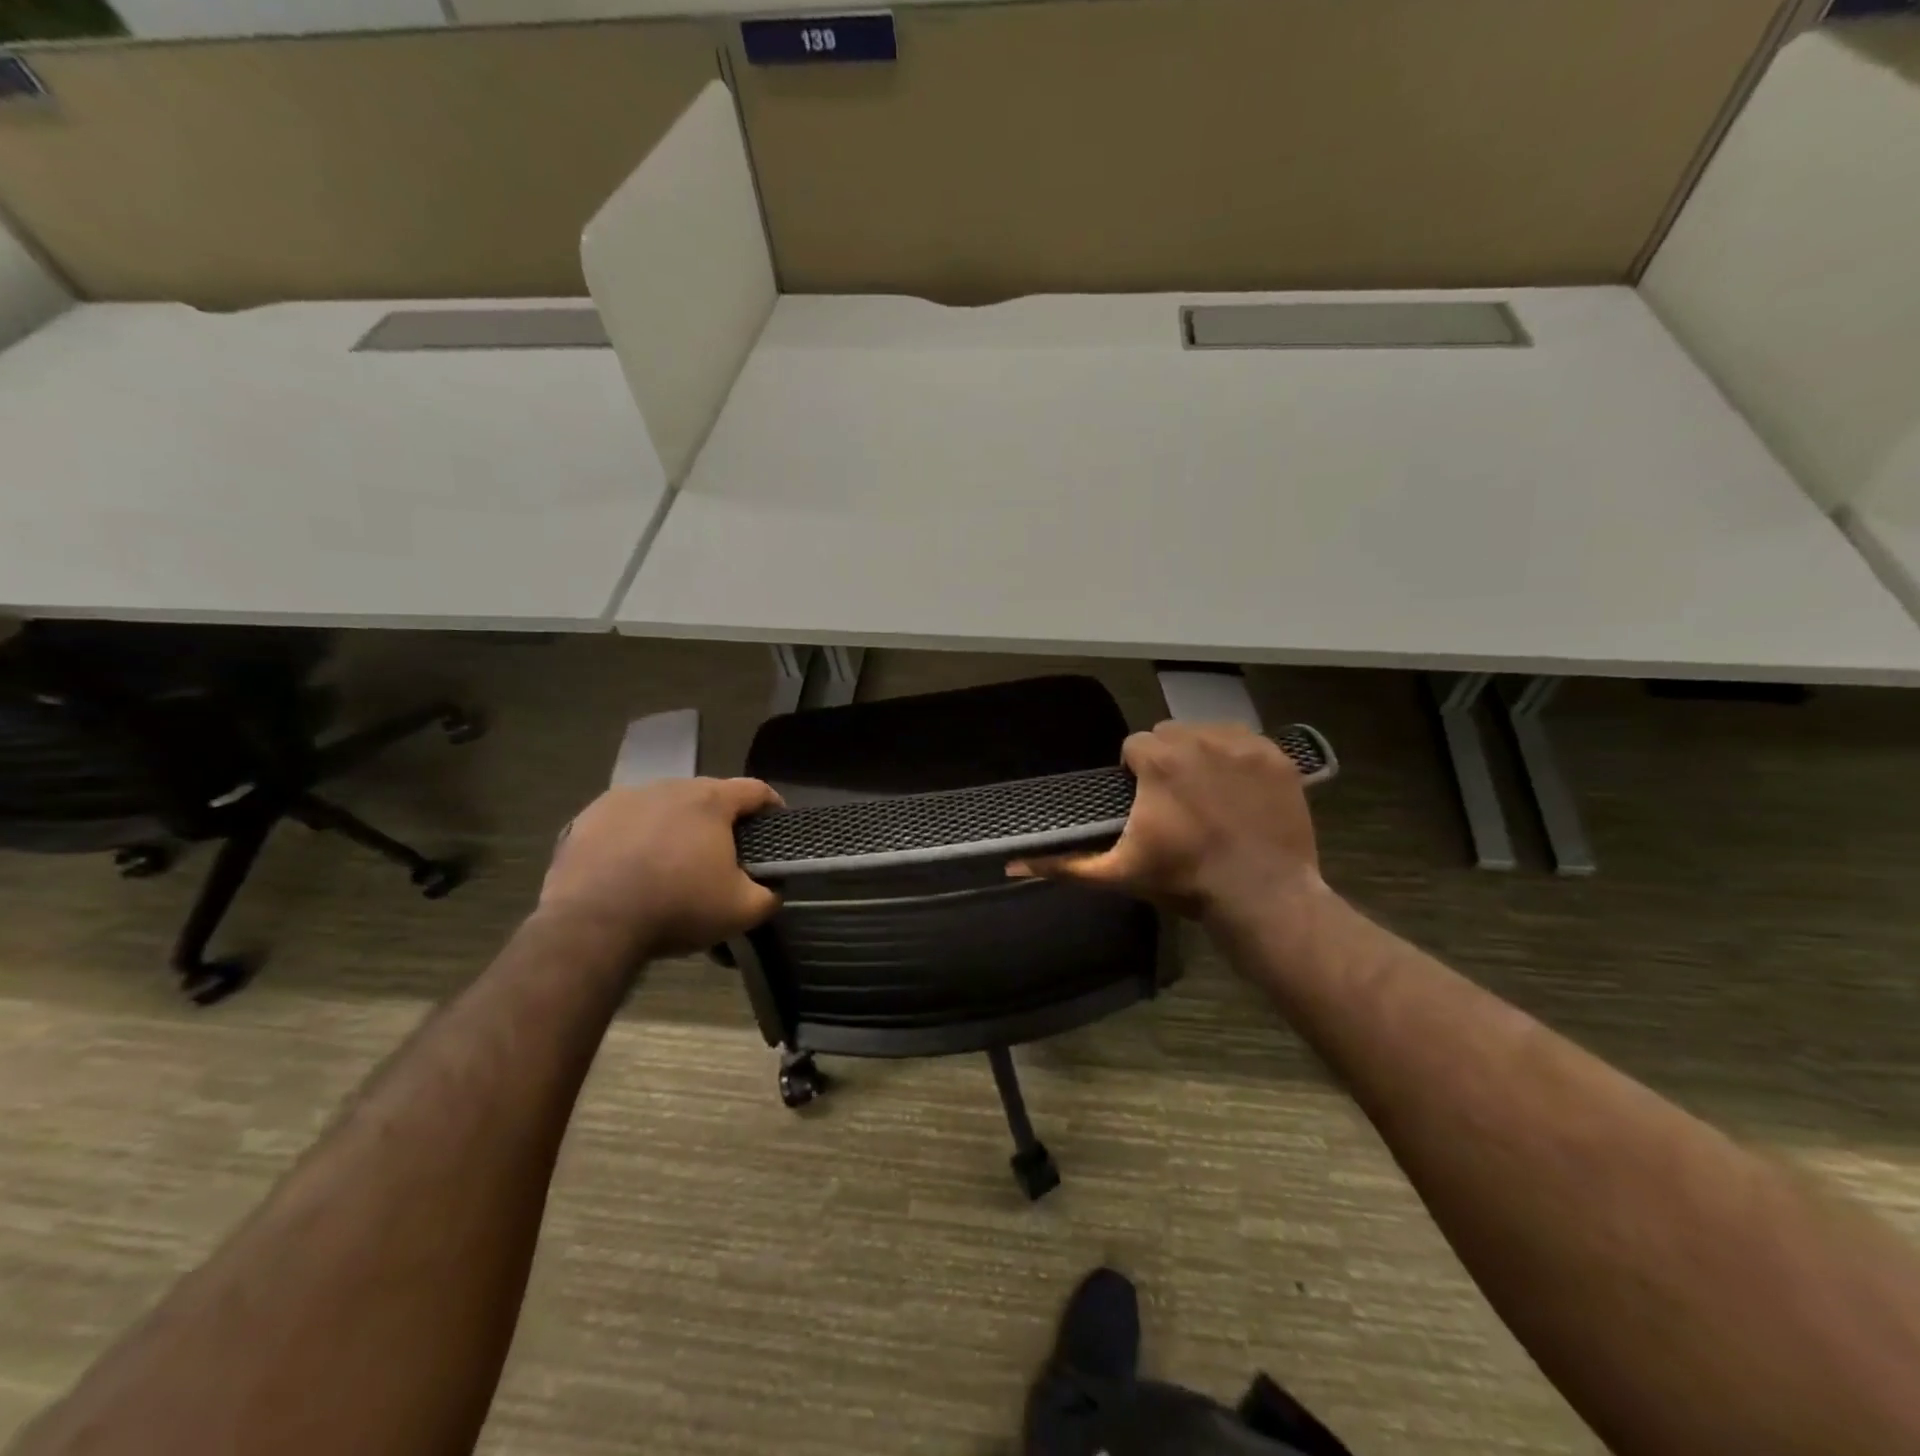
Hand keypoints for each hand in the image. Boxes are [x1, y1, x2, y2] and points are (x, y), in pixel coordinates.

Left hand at [539, 778, 782, 960]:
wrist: (591, 925)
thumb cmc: (677, 908)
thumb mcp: (742, 911)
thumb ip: (770, 895)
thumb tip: (774, 888)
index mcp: (711, 801)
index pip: (755, 790)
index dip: (771, 806)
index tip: (775, 825)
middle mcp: (669, 786)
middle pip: (707, 796)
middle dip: (720, 820)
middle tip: (724, 853)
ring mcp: (625, 798)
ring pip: (664, 806)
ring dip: (675, 825)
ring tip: (673, 860)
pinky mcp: (589, 817)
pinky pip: (625, 821)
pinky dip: (636, 836)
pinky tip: (632, 866)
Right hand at [1008, 722, 1322, 923]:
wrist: (1262, 896)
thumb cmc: (1185, 881)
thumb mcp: (1119, 873)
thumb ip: (1065, 864)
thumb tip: (1012, 864)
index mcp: (1157, 760)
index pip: (1134, 747)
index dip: (1135, 774)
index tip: (1145, 803)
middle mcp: (1198, 739)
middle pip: (1169, 735)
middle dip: (1167, 760)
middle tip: (1175, 801)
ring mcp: (1243, 745)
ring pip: (1207, 732)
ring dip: (1201, 754)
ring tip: (1208, 794)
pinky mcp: (1276, 757)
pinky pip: (1246, 740)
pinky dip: (1238, 758)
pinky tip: (1239, 791)